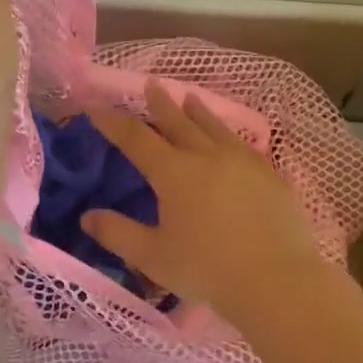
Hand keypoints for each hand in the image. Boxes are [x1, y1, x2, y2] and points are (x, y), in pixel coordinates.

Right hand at [83, 83, 325, 316]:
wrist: (275, 279)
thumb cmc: (206, 269)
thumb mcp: (152, 257)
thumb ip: (117, 233)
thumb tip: (87, 216)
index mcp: (174, 173)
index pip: (136, 139)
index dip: (113, 122)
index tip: (96, 105)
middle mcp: (207, 156)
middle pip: (178, 122)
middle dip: (160, 104)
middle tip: (151, 84)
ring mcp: (242, 162)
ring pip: (215, 127)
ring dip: (198, 111)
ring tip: (190, 97)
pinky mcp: (269, 174)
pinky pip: (243, 144)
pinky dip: (228, 134)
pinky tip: (231, 138)